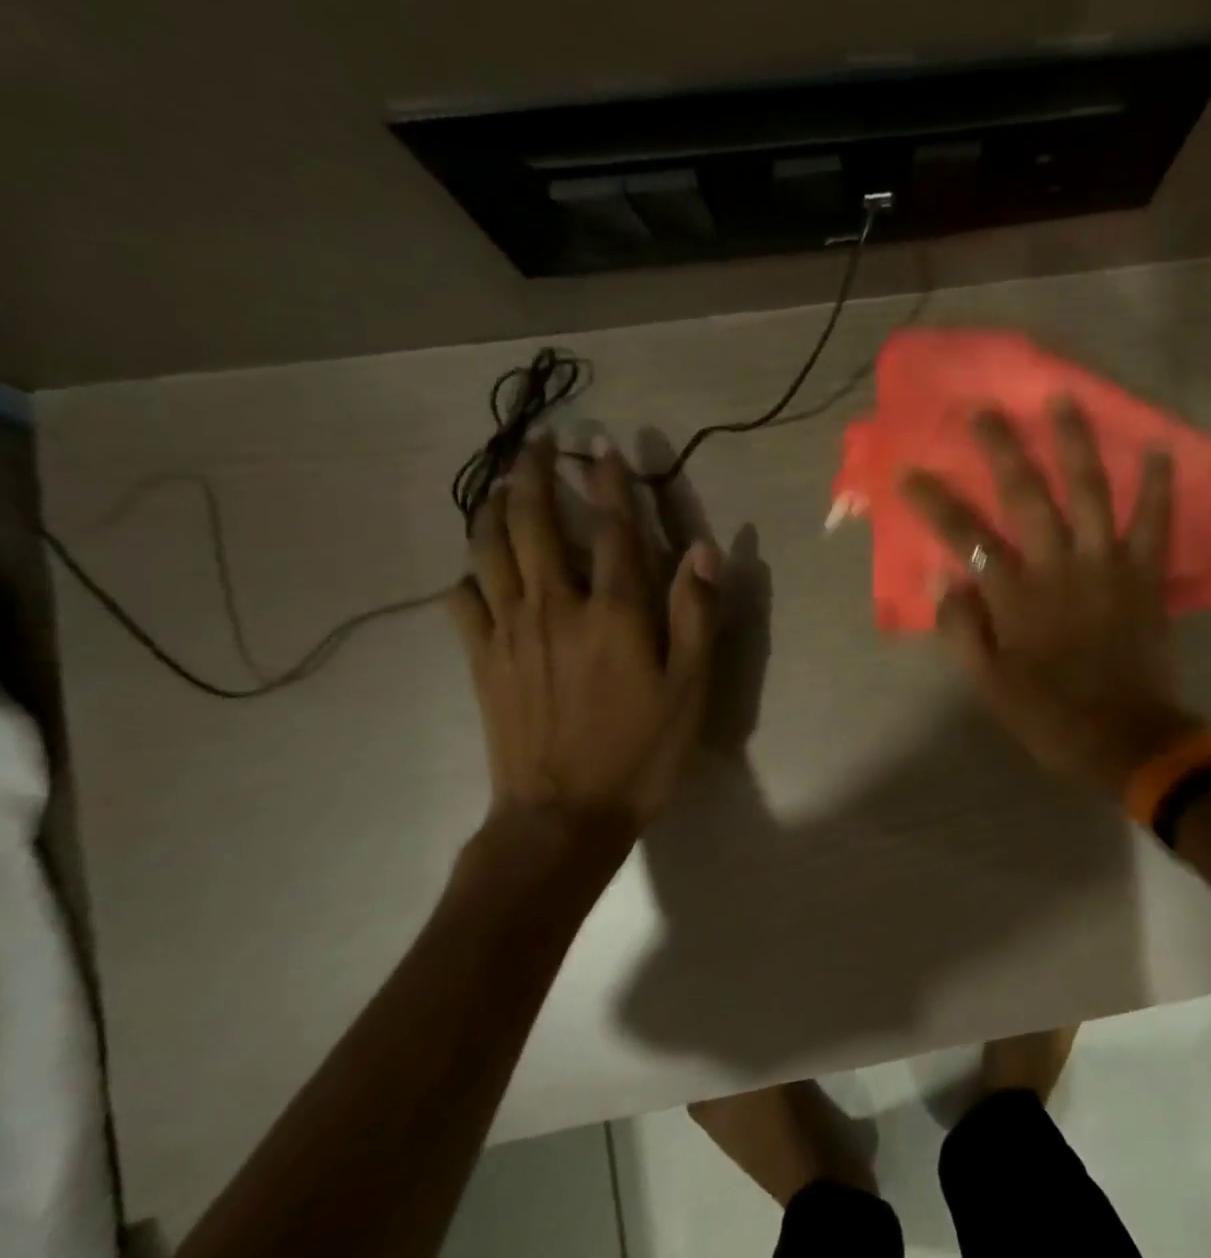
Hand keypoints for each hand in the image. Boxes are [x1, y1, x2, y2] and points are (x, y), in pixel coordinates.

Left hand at [448, 436, 718, 844]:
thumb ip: (696, 614)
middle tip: (538, 443)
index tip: (602, 444)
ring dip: (492, 507)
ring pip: (488, 550)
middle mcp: (554, 606)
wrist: (563, 814)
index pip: (611, 528)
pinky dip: (469, 572)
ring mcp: (509, 631)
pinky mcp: (481, 659)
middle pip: (533, 522)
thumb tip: (701, 551)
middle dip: (535, 474)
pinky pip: (463, 599)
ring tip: (499, 484)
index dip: (609, 481)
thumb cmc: (640, 750)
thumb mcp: (690, 687)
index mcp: (612, 611)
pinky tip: (478, 568)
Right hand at [901, 400, 1200, 793]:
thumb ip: (961, 628)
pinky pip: (1154, 522)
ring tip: (1063, 399)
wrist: (1124, 737)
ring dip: (1074, 442)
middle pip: (1025, 493)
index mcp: (1014, 594)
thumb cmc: (1049, 714)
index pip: (964, 535)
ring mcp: (1105, 564)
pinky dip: (1159, 486)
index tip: (908, 470)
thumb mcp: (988, 684)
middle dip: (1001, 447)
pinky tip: (1160, 448)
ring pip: (1089, 490)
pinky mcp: (1145, 574)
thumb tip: (939, 577)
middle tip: (985, 409)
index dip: (933, 500)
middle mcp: (1057, 565)